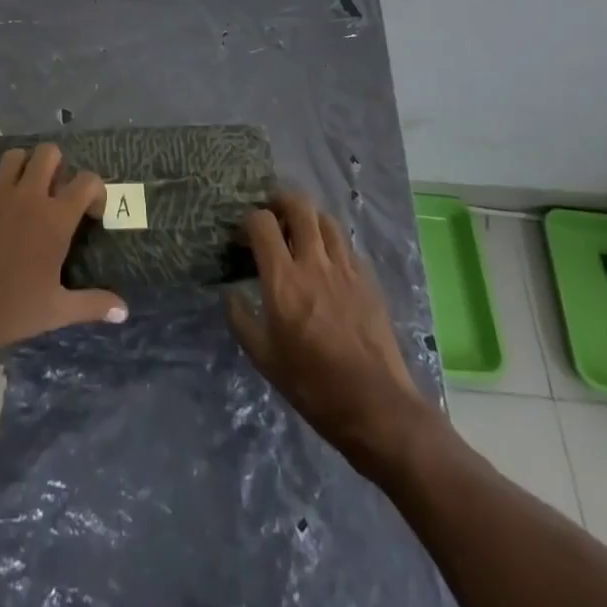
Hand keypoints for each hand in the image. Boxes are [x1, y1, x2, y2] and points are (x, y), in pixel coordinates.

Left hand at [0, 144, 127, 370]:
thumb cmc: (12, 310)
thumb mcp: (58, 311)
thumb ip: (93, 304)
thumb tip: (124, 311)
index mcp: (55, 218)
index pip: (88, 181)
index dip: (94, 191)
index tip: (90, 212)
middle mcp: (28, 195)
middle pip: (49, 153)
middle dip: (56, 166)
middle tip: (52, 193)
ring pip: (13, 156)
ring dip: (21, 169)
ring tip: (20, 193)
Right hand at [227, 191, 438, 472]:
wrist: (375, 406)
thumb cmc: (312, 385)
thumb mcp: (264, 358)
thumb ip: (241, 319)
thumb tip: (230, 294)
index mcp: (283, 279)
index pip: (261, 221)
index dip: (248, 221)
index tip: (244, 237)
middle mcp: (314, 262)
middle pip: (299, 205)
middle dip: (280, 201)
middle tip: (273, 217)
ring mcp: (345, 267)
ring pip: (326, 219)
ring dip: (309, 219)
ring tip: (301, 234)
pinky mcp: (368, 279)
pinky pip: (346, 245)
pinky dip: (332, 244)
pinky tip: (328, 264)